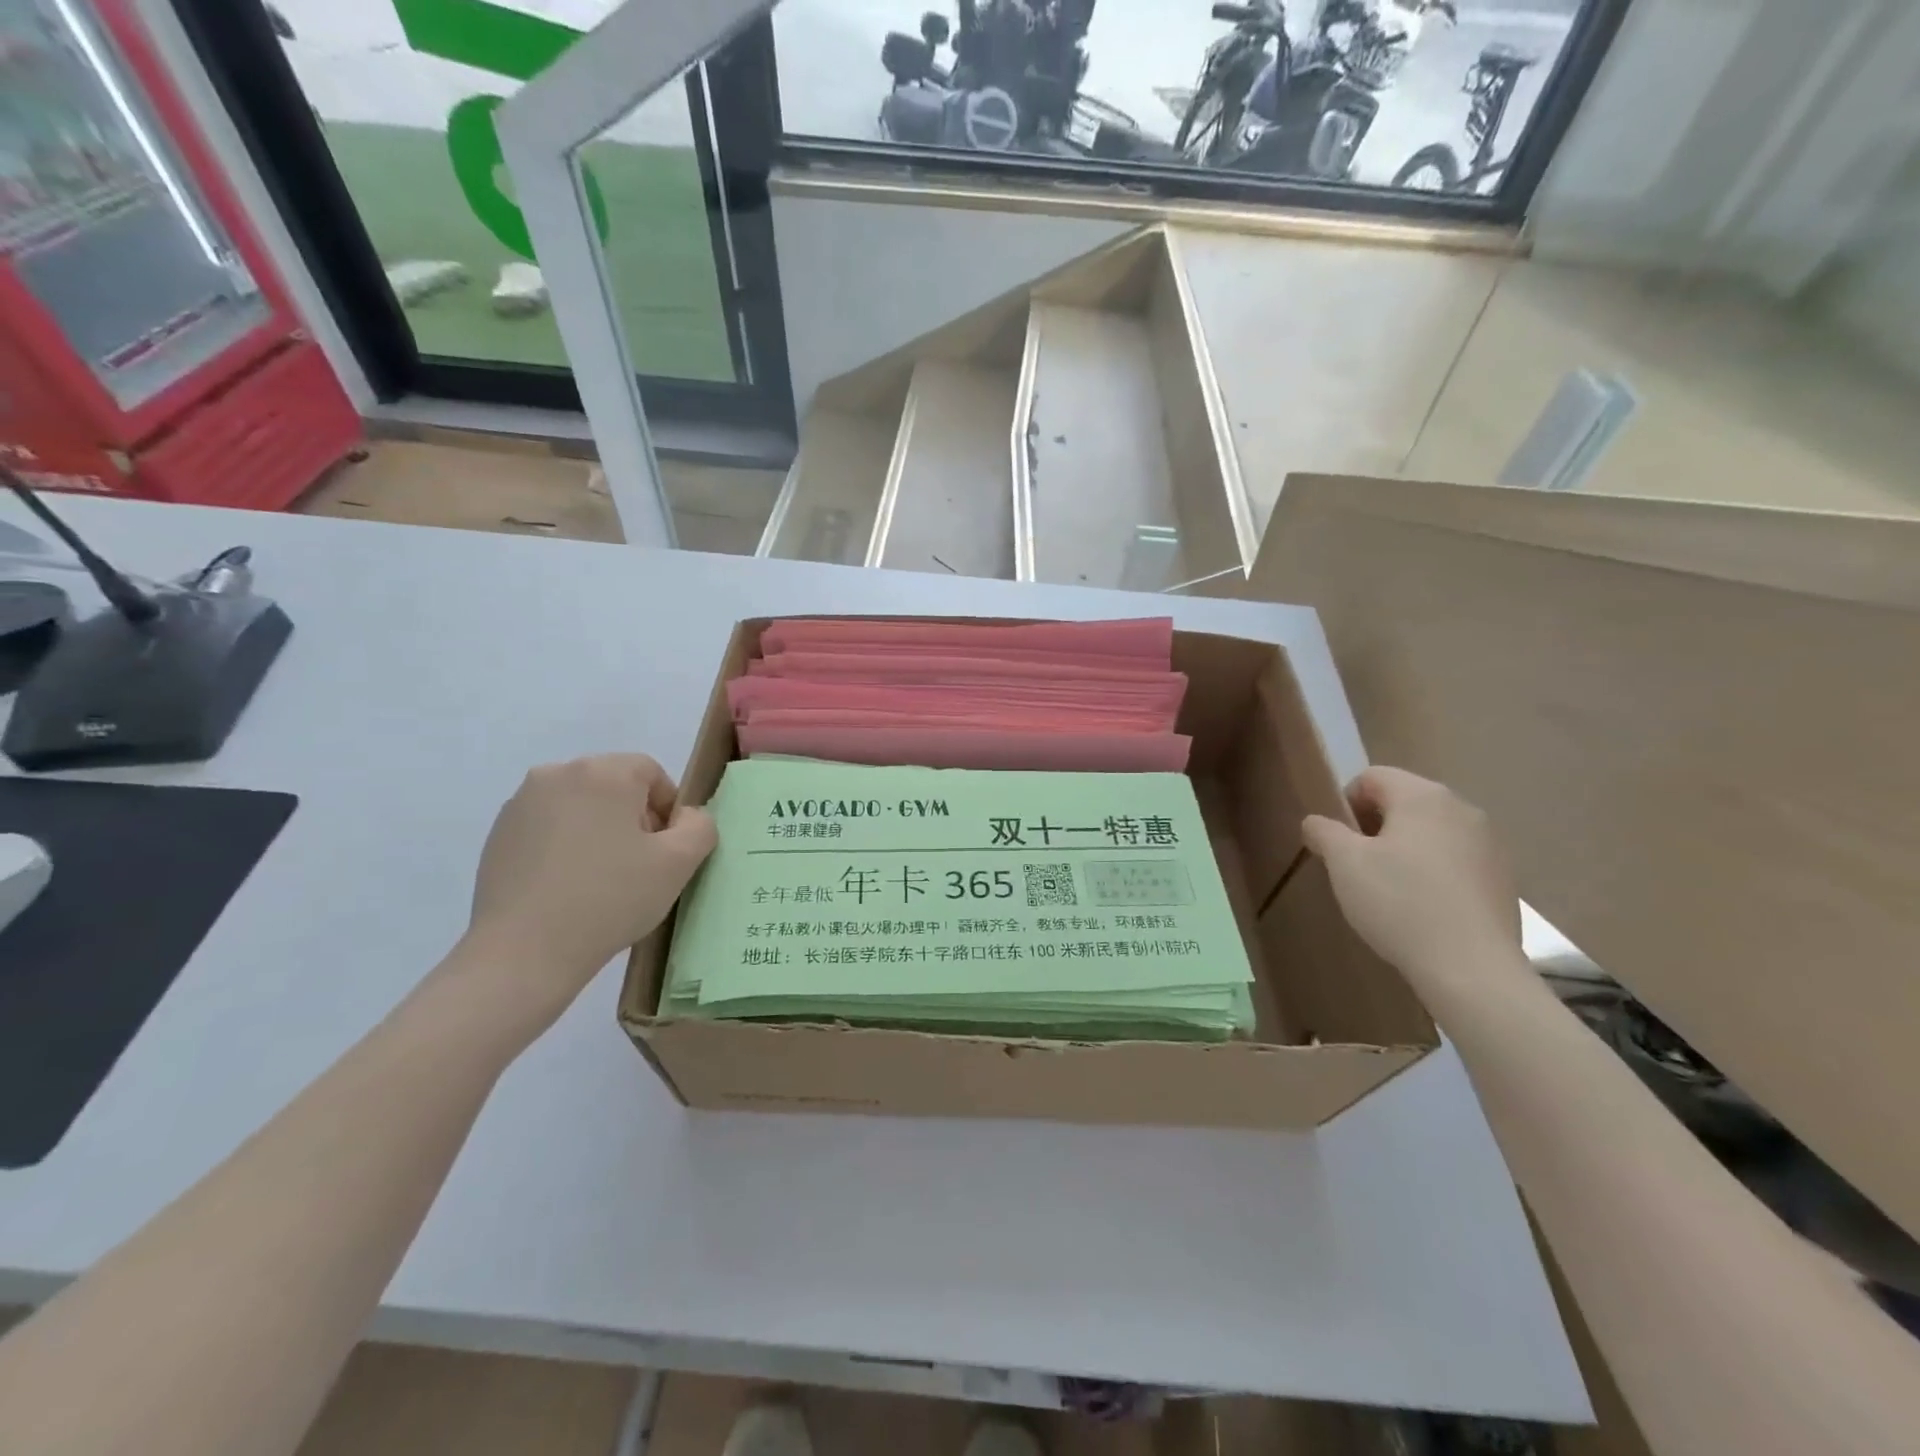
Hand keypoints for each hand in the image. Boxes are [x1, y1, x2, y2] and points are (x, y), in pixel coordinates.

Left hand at [461, 754, 716, 1027]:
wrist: (523, 952)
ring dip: (599, 831)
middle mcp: (558, 774)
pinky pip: (548, 827)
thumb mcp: (679, 864)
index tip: (665, 851)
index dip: (668, 809)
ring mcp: (521, 804)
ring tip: (601, 880)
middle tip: (638, 867)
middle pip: (614, 786)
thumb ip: (699, 827)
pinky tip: (567, 887)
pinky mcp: (497, 834)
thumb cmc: (610, 899)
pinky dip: (565, 846)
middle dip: (633, 819)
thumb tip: (684, 817)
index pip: (651, 772)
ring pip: (581, 806)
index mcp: (603, 772)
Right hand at [1301, 767, 1522, 992]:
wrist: (1471, 968)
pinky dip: (1433, 872)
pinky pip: (1455, 860)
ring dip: (1404, 849)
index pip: (1372, 777)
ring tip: (1390, 890)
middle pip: (1404, 801)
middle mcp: (1462, 808)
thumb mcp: (1344, 864)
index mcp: (1422, 796)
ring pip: (1431, 832)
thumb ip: (1324, 832)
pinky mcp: (1503, 878)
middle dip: (1374, 826)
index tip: (1338, 842)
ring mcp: (1489, 844)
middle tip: (1357, 866)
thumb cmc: (1399, 903)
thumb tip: (1316, 822)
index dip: (1345, 803)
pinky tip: (1423, 908)